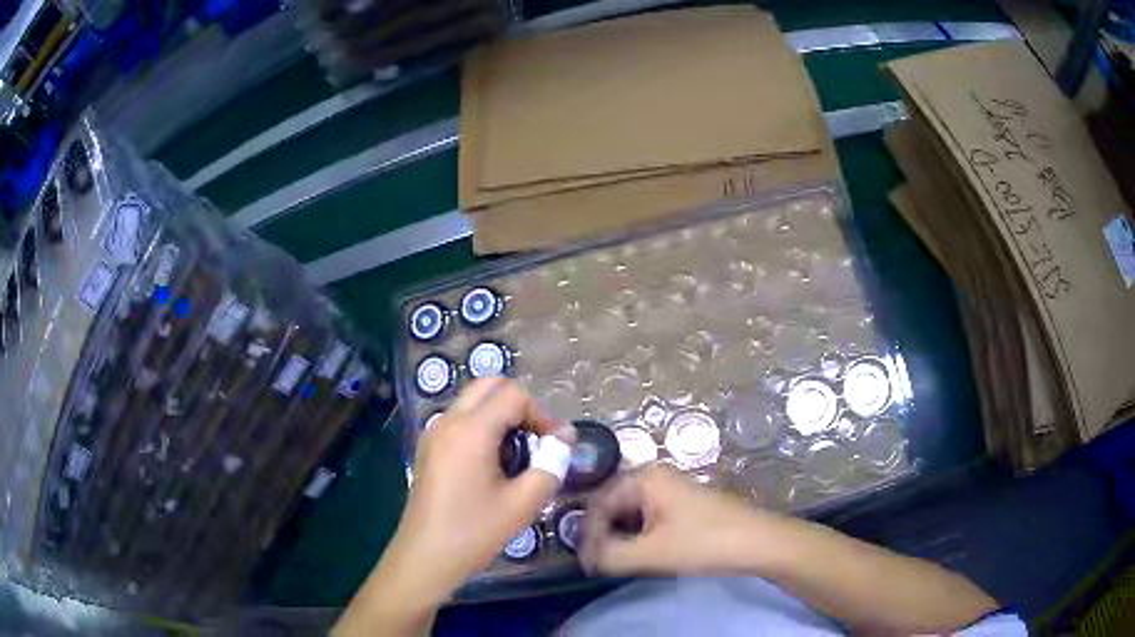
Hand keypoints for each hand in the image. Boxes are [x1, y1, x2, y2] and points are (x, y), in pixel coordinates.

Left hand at [382, 378, 574, 598]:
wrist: (426, 556)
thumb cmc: (475, 532)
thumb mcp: (523, 503)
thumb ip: (551, 465)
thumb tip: (565, 437)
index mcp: (471, 430)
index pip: (514, 395)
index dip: (542, 415)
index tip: (555, 446)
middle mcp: (448, 421)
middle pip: (489, 385)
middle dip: (520, 405)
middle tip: (537, 439)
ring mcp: (434, 433)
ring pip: (473, 400)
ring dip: (500, 414)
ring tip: (517, 454)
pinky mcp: (428, 448)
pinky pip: (460, 419)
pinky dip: (482, 426)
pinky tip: (492, 464)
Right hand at [580, 464, 773, 575]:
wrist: (758, 542)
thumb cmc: (703, 543)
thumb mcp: (651, 553)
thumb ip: (609, 555)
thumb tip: (586, 558)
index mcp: (644, 478)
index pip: (598, 504)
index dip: (588, 535)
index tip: (586, 563)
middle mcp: (655, 476)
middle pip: (613, 505)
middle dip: (602, 535)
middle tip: (597, 563)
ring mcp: (671, 489)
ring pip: (630, 512)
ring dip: (619, 537)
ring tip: (615, 561)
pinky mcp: (683, 504)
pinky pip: (647, 516)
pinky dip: (637, 535)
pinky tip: (639, 553)